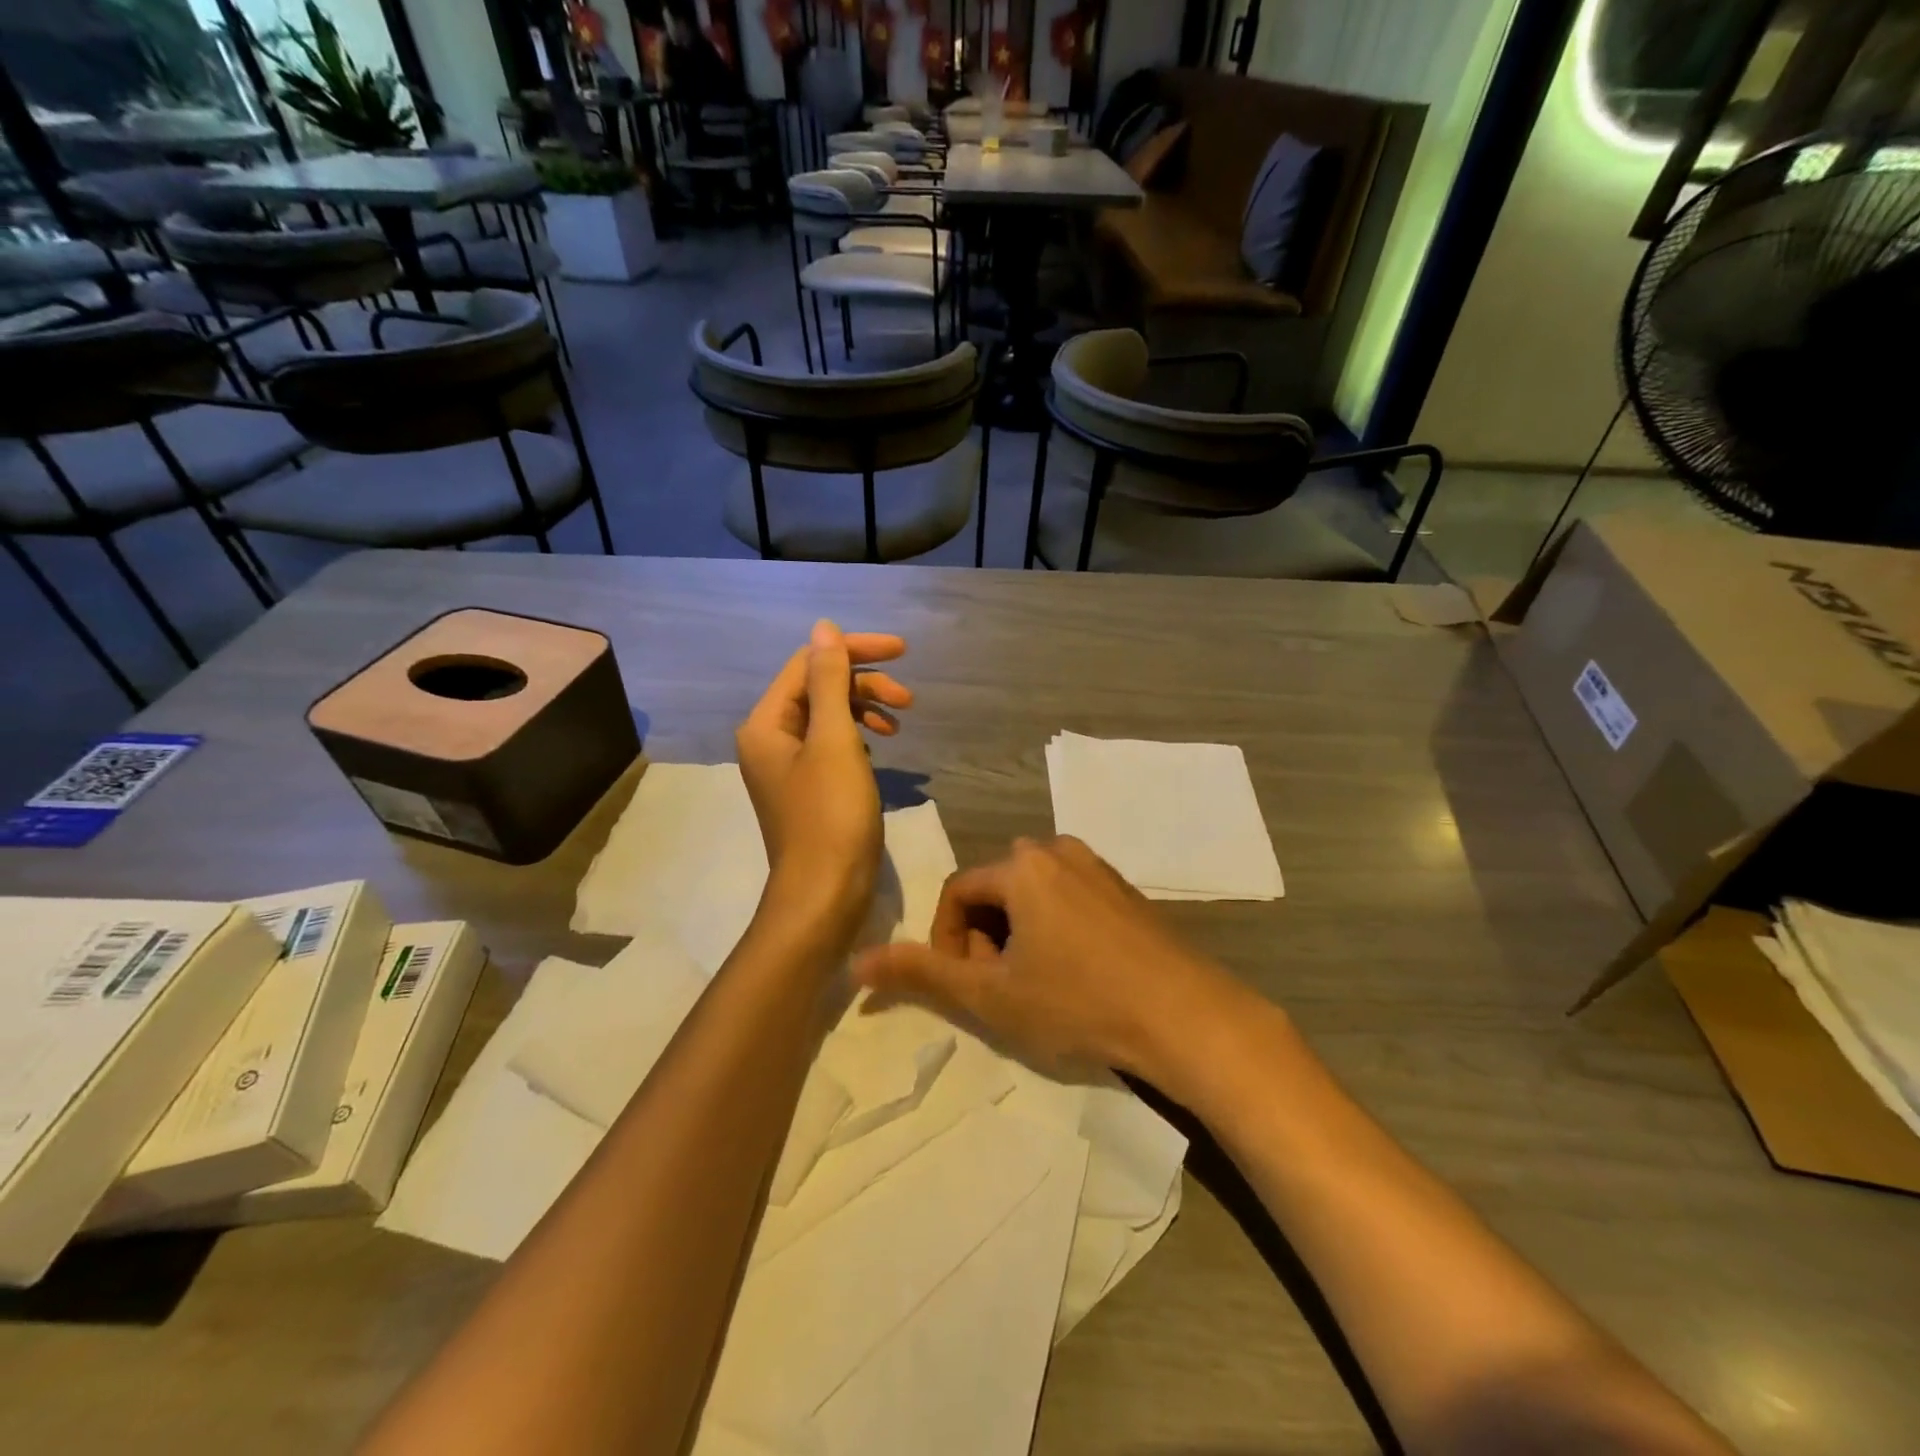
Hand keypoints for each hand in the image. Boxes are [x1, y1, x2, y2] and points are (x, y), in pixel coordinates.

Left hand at [736, 621, 912, 937]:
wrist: (825, 894)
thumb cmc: (831, 815)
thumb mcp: (834, 740)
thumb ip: (829, 680)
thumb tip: (823, 627)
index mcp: (766, 723)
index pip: (809, 664)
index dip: (855, 651)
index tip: (903, 651)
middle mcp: (769, 739)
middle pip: (818, 689)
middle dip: (864, 684)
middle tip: (908, 699)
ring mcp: (787, 767)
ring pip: (828, 718)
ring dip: (865, 710)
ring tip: (900, 723)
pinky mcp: (808, 789)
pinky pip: (832, 746)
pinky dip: (858, 738)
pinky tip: (880, 748)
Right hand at [851, 835, 1248, 1079]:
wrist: (1184, 1014)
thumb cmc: (1078, 1002)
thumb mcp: (992, 995)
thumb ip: (923, 974)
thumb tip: (857, 962)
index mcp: (1020, 865)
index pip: (956, 893)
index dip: (947, 941)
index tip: (966, 984)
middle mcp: (1056, 849)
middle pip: (994, 891)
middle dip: (984, 938)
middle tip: (1002, 988)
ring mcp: (1095, 865)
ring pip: (1030, 895)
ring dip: (1017, 935)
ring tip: (1037, 985)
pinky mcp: (1123, 887)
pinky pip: (1067, 897)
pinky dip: (1053, 929)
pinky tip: (1076, 974)